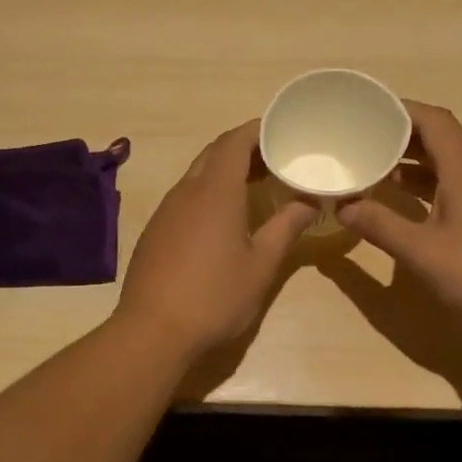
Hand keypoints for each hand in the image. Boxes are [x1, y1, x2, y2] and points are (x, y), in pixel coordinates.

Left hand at [113, 121, 317, 358]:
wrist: (153, 331)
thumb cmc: (215, 296)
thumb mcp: (261, 265)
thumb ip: (286, 227)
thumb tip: (309, 202)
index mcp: (215, 191)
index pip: (234, 142)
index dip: (258, 130)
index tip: (282, 130)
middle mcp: (186, 192)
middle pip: (214, 154)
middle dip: (244, 149)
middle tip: (276, 159)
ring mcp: (166, 211)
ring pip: (197, 175)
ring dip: (225, 172)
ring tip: (256, 186)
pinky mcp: (155, 231)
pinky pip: (185, 197)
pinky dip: (208, 193)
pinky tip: (223, 219)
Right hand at [338, 101, 461, 325]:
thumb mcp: (422, 251)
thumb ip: (380, 226)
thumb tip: (343, 207)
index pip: (432, 120)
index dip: (400, 110)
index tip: (367, 112)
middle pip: (439, 139)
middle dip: (400, 137)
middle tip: (362, 142)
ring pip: (448, 164)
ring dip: (413, 165)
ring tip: (376, 171)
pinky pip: (458, 185)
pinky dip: (429, 186)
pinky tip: (409, 205)